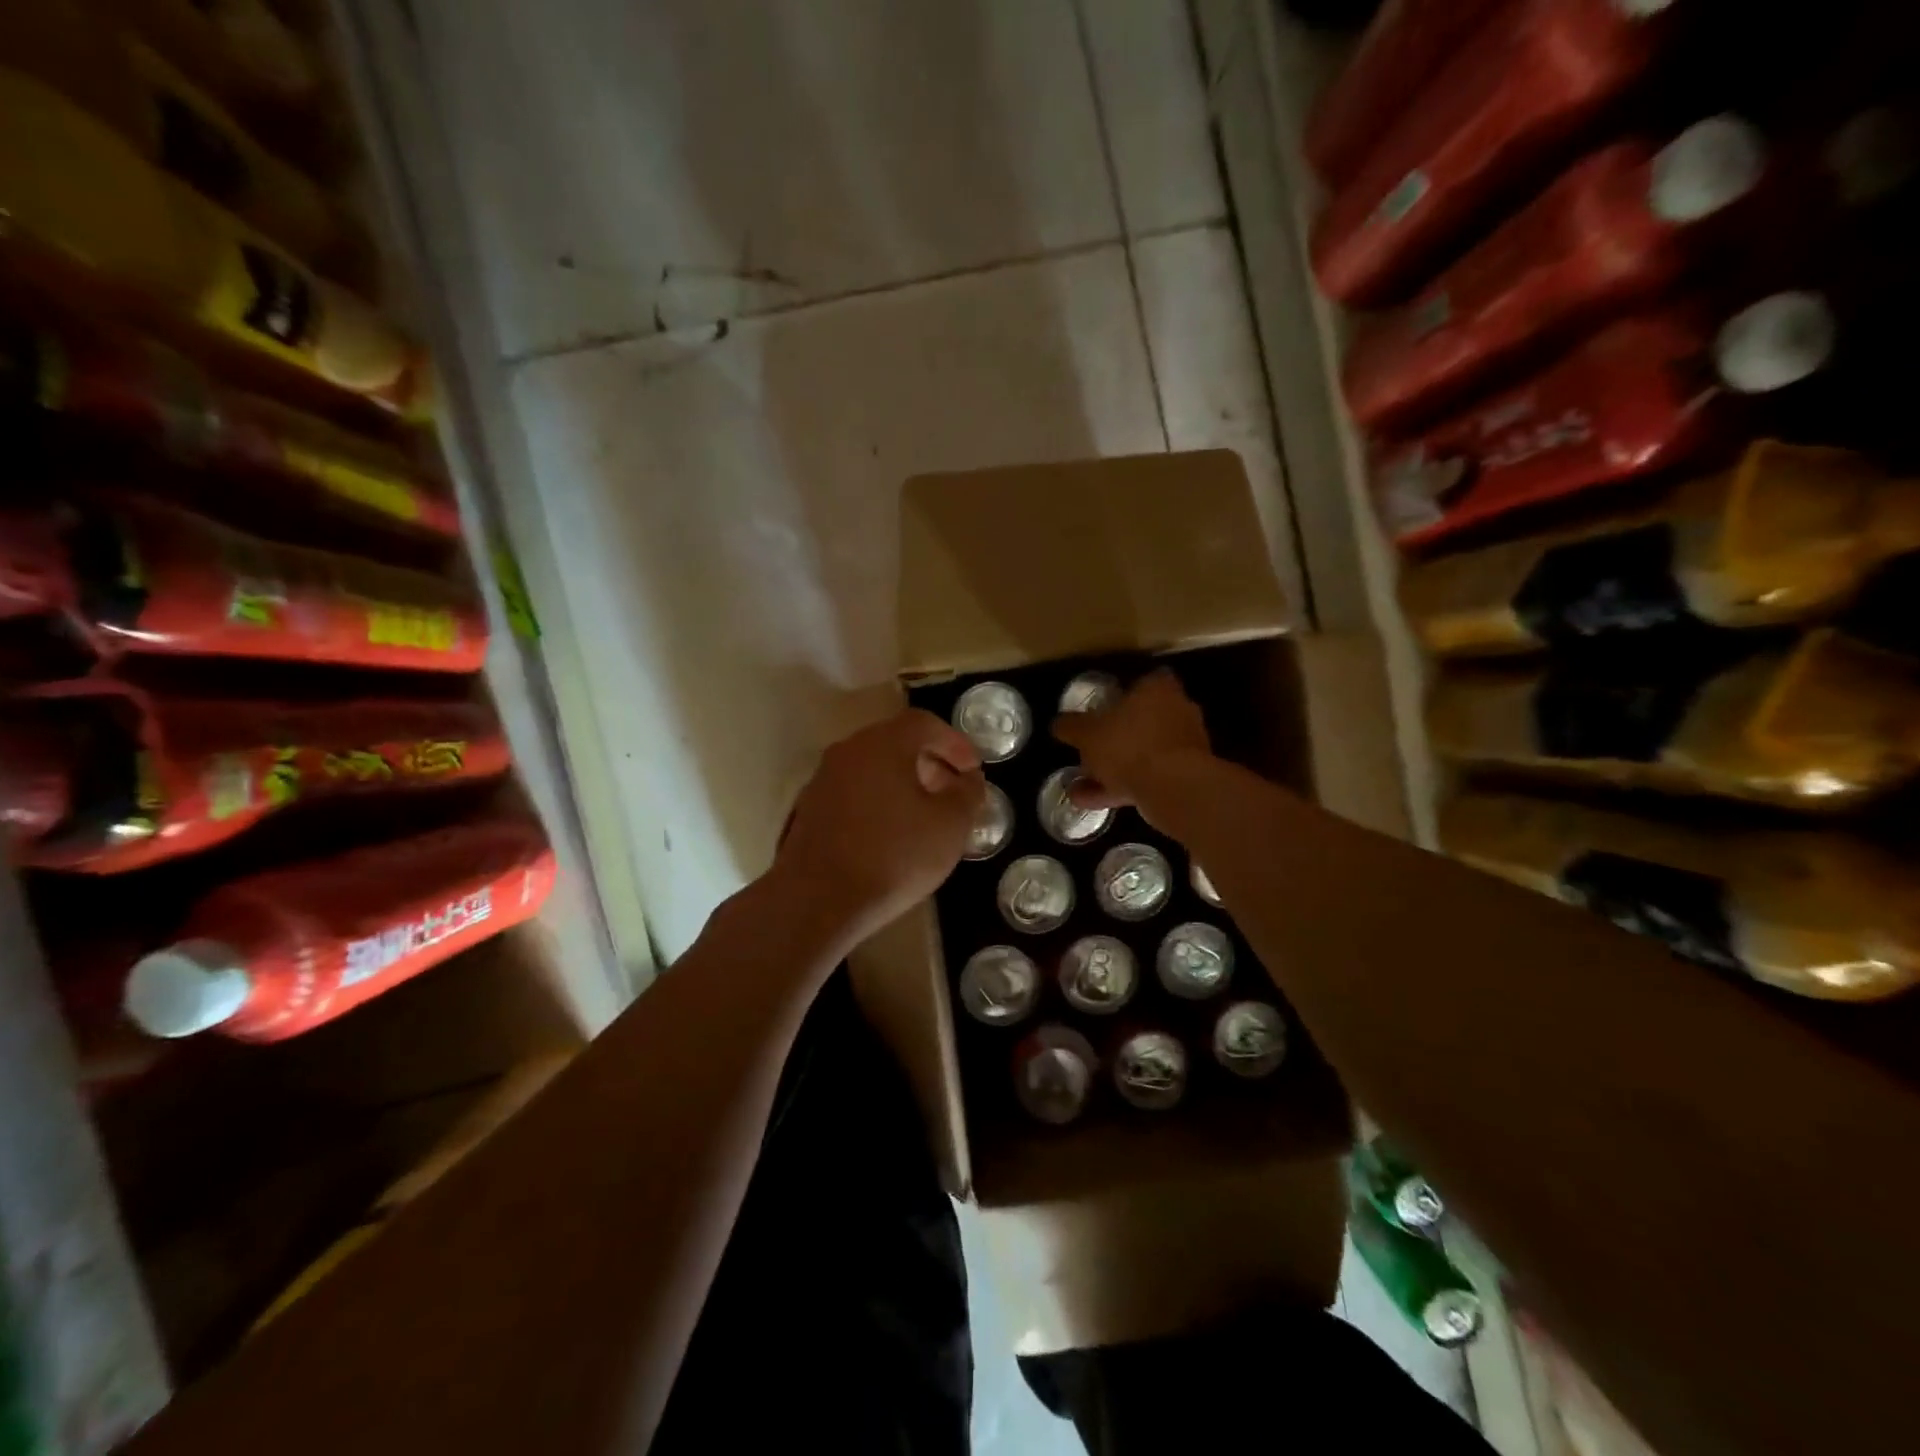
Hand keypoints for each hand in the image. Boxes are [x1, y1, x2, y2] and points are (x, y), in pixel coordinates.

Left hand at [770, 709, 985, 947]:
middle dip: (929, 761)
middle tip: (951, 790)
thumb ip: (967, 794)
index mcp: (882, 744)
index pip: (924, 723)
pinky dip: (877, 801)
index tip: (973, 769)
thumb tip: (968, 780)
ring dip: (901, 782)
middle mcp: (848, 752)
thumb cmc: (894, 856)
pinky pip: (853, 792)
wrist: (818, 900)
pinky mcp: (808, 811)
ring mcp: (822, 780)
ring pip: (871, 768)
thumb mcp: (950, 826)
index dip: (955, 742)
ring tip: (924, 814)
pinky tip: (890, 834)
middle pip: (895, 742)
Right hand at [1053, 668, 1211, 811]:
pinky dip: (1123, 787)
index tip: (1102, 708)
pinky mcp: (1187, 775)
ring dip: (1114, 768)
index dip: (1122, 693)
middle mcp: (1178, 711)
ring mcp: (1185, 745)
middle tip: (1089, 751)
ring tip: (1081, 785)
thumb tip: (1058, 723)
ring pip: (1142, 753)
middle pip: (1142, 720)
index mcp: (1157, 688)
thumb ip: (1071, 726)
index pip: (1143, 681)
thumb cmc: (1129, 745)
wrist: (1174, 789)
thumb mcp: (1086, 733)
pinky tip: (1094, 800)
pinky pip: (1149, 777)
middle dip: (1115, 738)